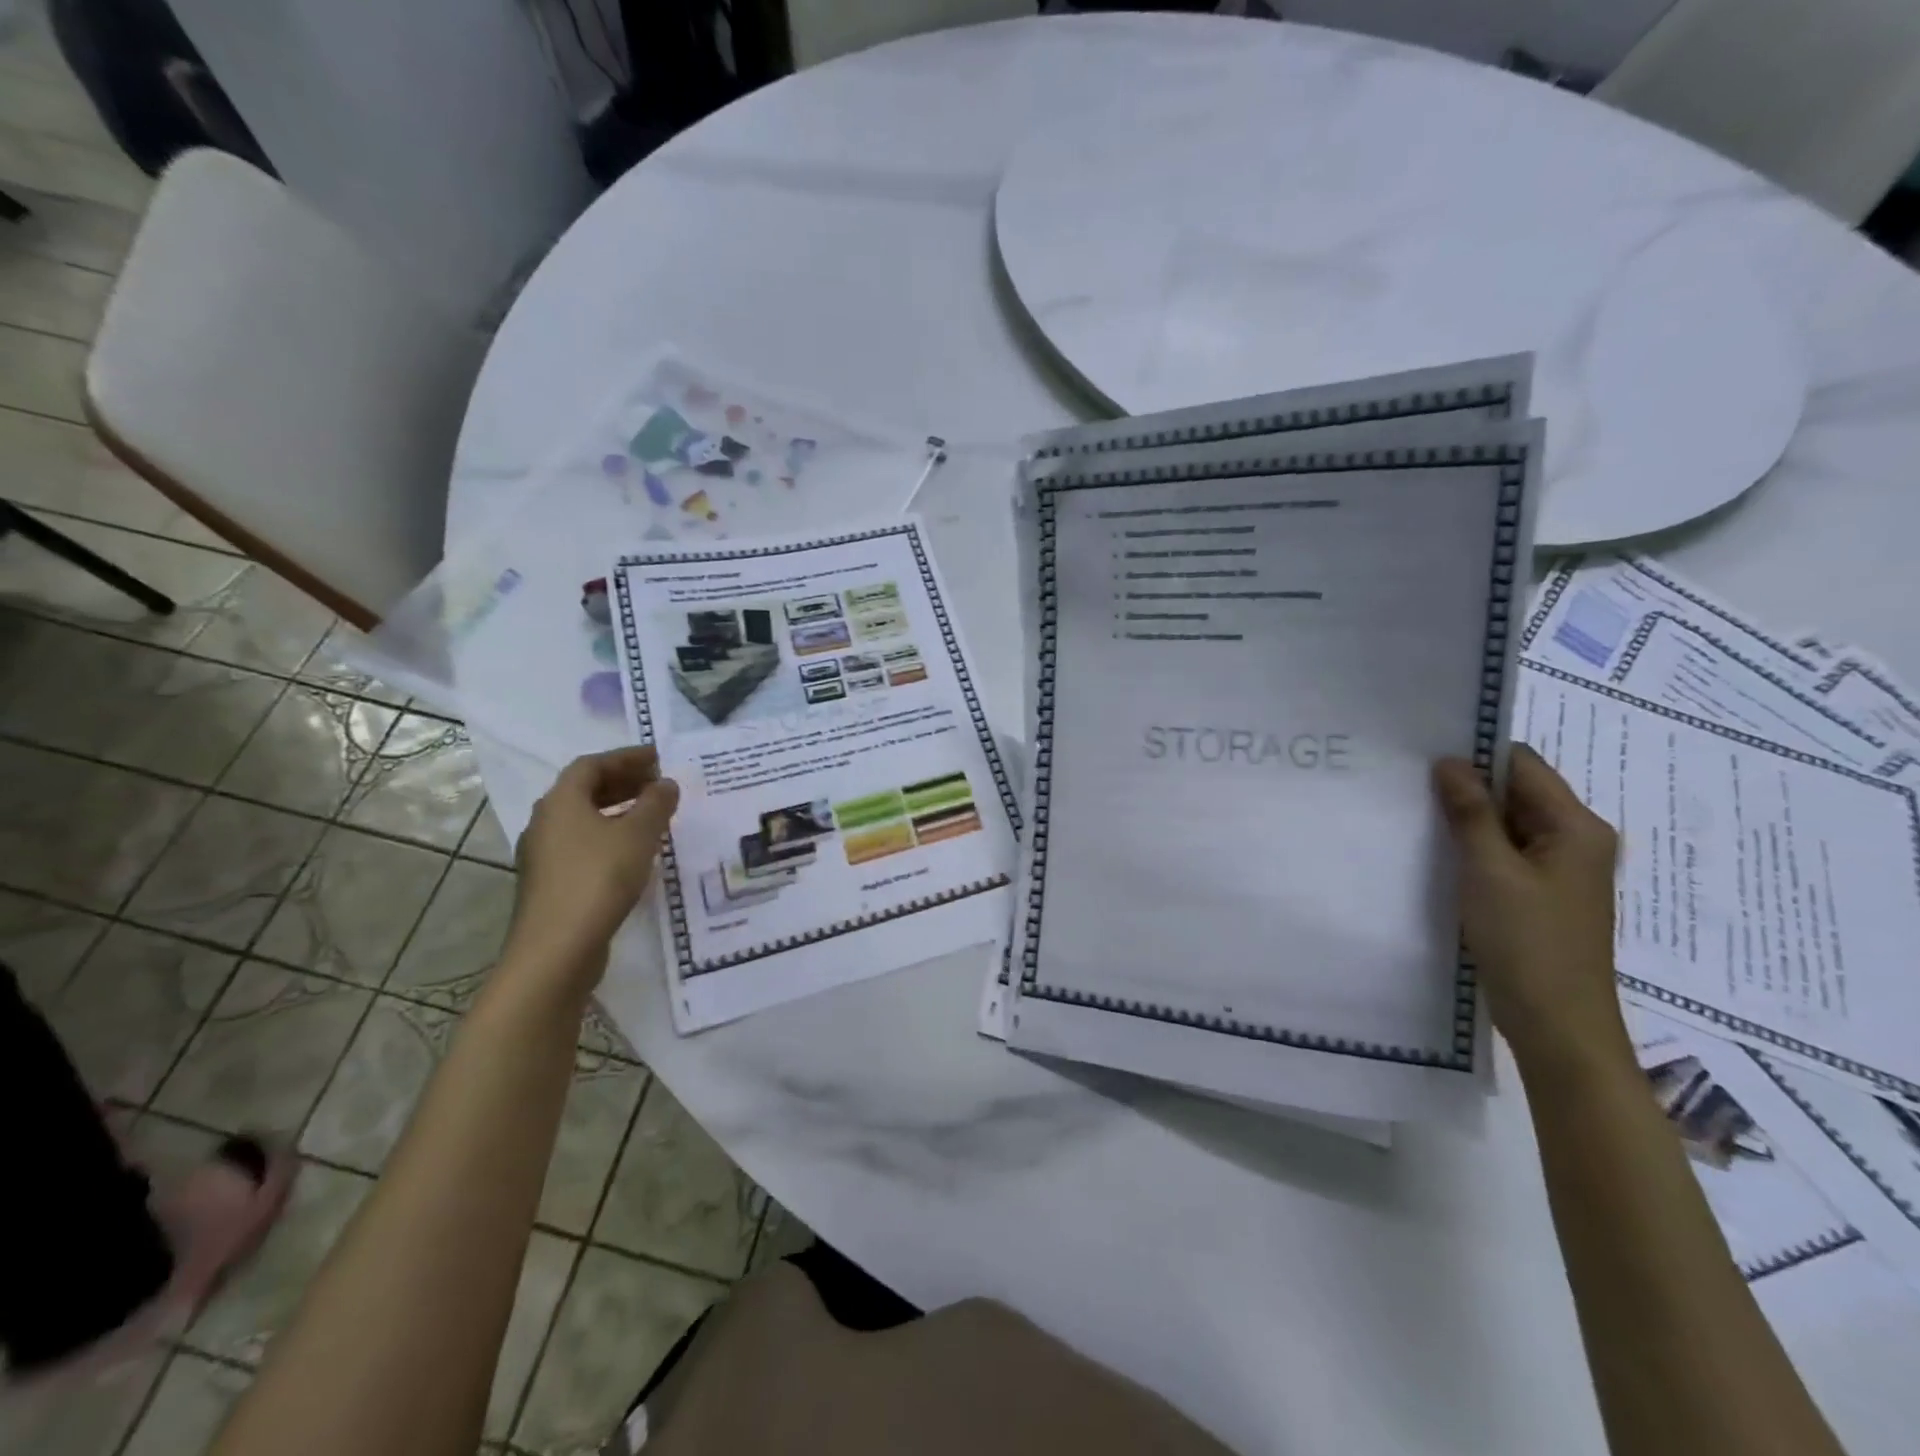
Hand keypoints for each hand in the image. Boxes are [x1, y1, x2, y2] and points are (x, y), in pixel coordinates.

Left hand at [506, 748, 679, 988]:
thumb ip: (656, 804)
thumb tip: (666, 784)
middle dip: (623, 782)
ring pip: (584, 820)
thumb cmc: (598, 879)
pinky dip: (610, 837)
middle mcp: (546, 822)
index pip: (592, 764)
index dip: (626, 757)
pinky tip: (635, 852)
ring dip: (618, 810)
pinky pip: (584, 845)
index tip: (658, 758)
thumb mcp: (638, 835)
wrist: (556, 950)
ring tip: (653, 815)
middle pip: (584, 790)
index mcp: (561, 802)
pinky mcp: (552, 884)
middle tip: (659, 783)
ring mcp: (545, 856)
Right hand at [1432, 745, 1630, 1079]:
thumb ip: (1470, 812)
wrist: (1556, 1024)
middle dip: (1466, 786)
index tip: (1423, 751)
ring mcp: (1558, 871)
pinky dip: (1473, 847)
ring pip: (1506, 824)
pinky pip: (1504, 854)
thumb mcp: (1489, 869)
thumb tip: (1449, 761)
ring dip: (1467, 818)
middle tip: (1407, 780)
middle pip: (1516, 793)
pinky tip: (1436, 851)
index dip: (1476, 754)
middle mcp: (1574, 841)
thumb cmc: (1527, 940)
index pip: (1523, 766)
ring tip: (1413, 811)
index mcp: (1576, 827)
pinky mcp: (1539, 895)